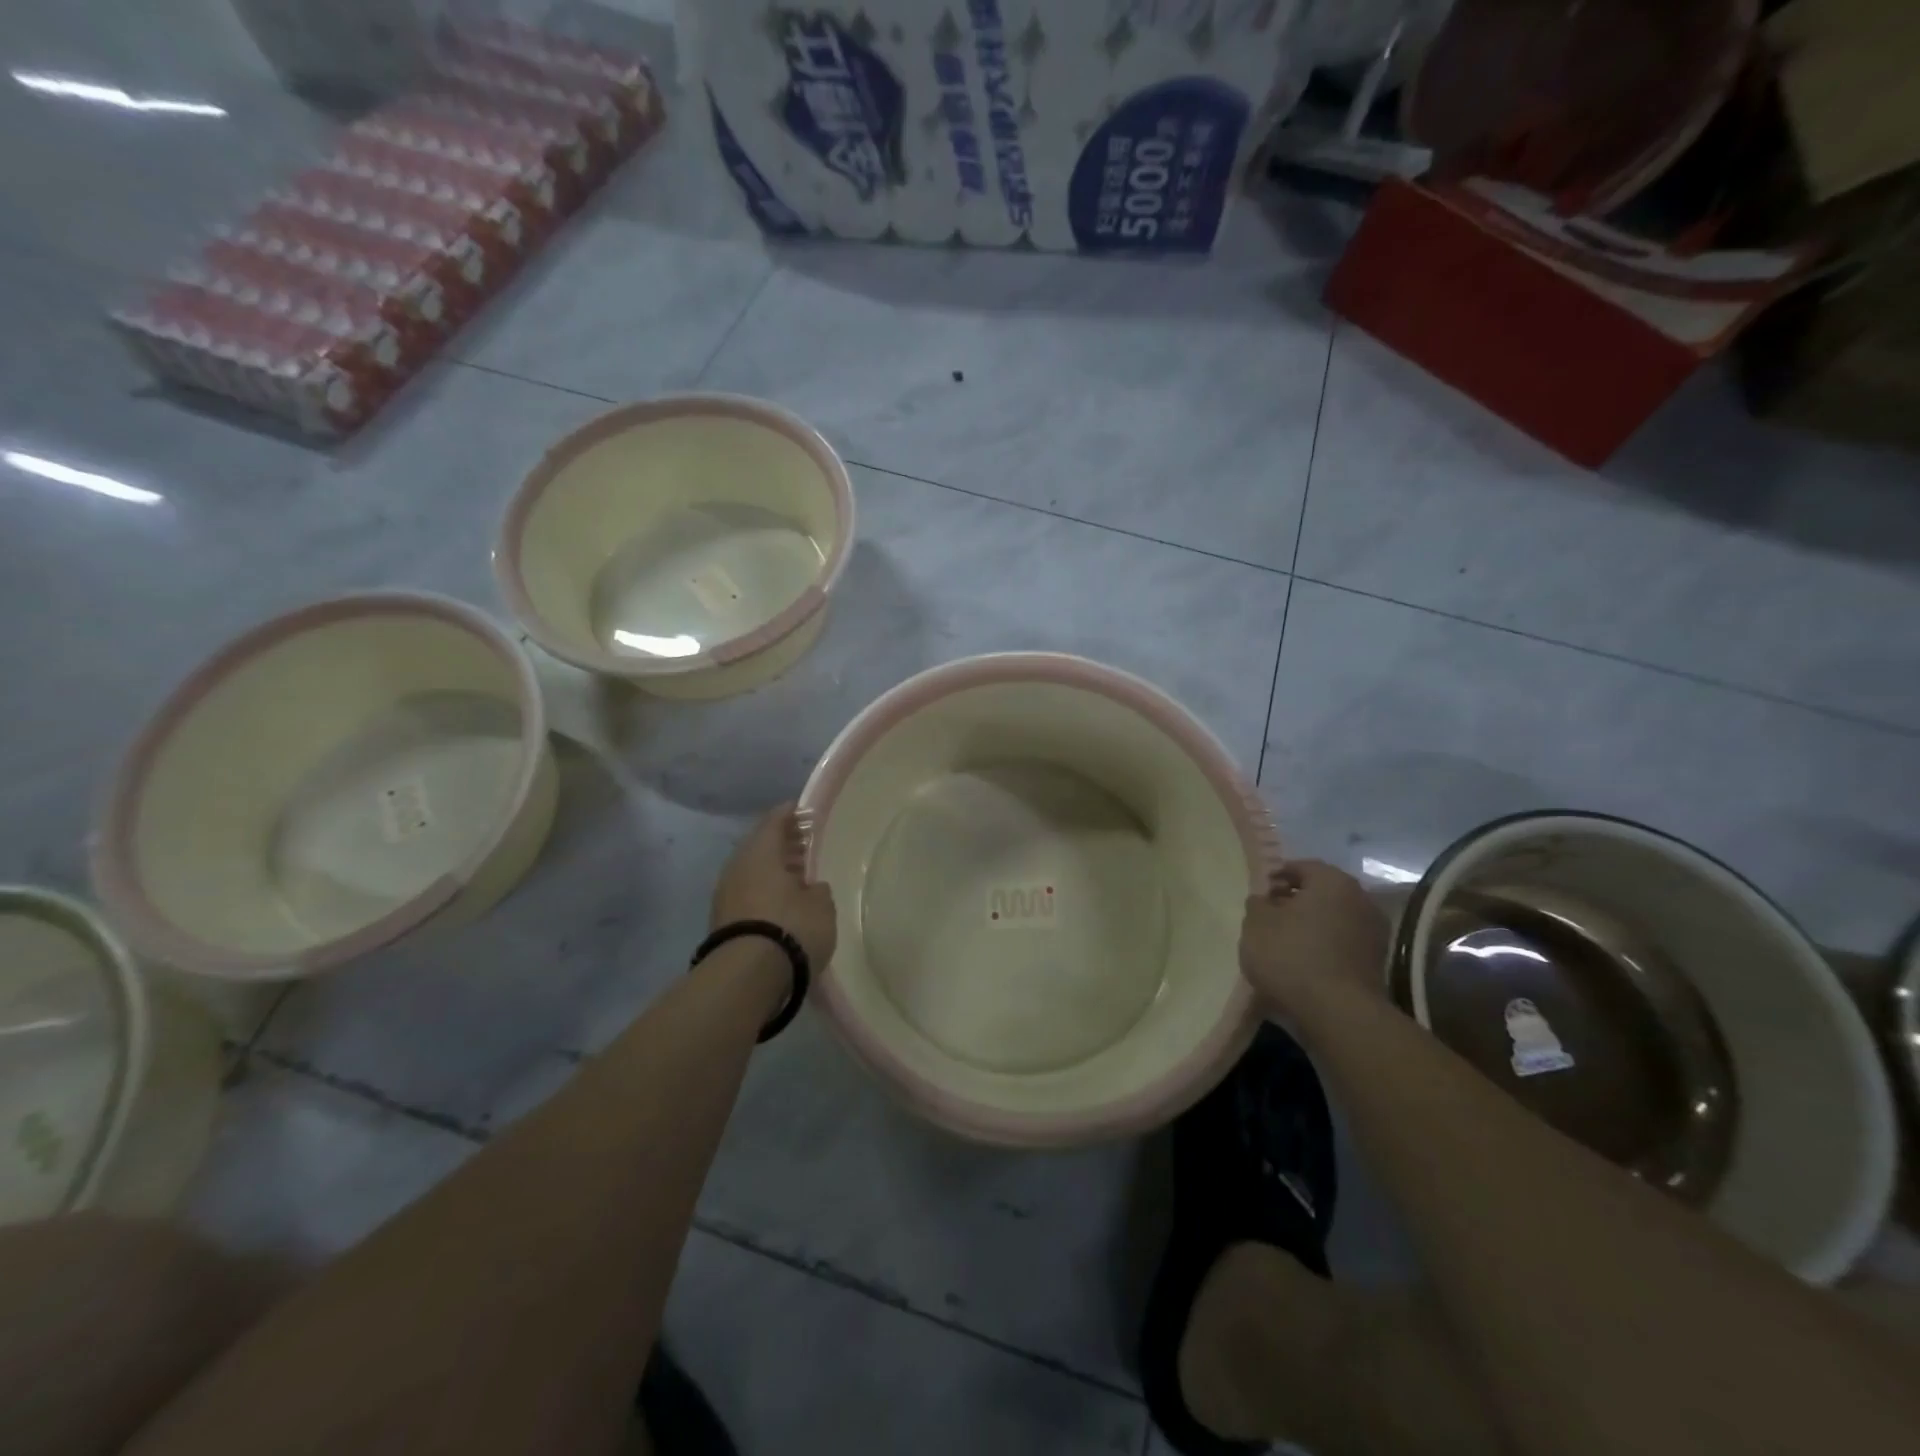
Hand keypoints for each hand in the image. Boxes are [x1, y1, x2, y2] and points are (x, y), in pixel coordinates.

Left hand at [711, 803, 837, 970]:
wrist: (746, 977)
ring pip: (752, 872)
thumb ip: (818, 890)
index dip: (791, 814)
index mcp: (760, 852)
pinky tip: (783, 904)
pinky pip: (747, 895)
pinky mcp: (721, 922)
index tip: (805, 811)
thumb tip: (812, 887)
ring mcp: (725, 895)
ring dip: (774, 872)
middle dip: (783, 845)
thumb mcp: (821, 906)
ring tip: (799, 878)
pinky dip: (765, 893)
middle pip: (760, 846)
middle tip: (806, 846)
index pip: (775, 821)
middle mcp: (738, 867)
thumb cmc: (791, 928)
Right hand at [1239, 859, 1389, 1011]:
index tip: (1259, 897)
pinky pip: (1342, 946)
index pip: (1300, 867)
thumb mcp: (1256, 923)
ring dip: (1311, 928)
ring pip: (1333, 921)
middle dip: (1295, 903)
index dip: (1275, 878)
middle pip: (1320, 894)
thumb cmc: (1291, 956)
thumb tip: (1266, 900)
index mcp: (1333, 881)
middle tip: (1269, 919)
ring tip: (1283, 946)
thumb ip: (1258, 904)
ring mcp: (1374, 934)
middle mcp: (1361, 899)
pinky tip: (1303, 966)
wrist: (1338, 1014)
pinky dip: (1324, 950)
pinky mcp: (1376, 965)